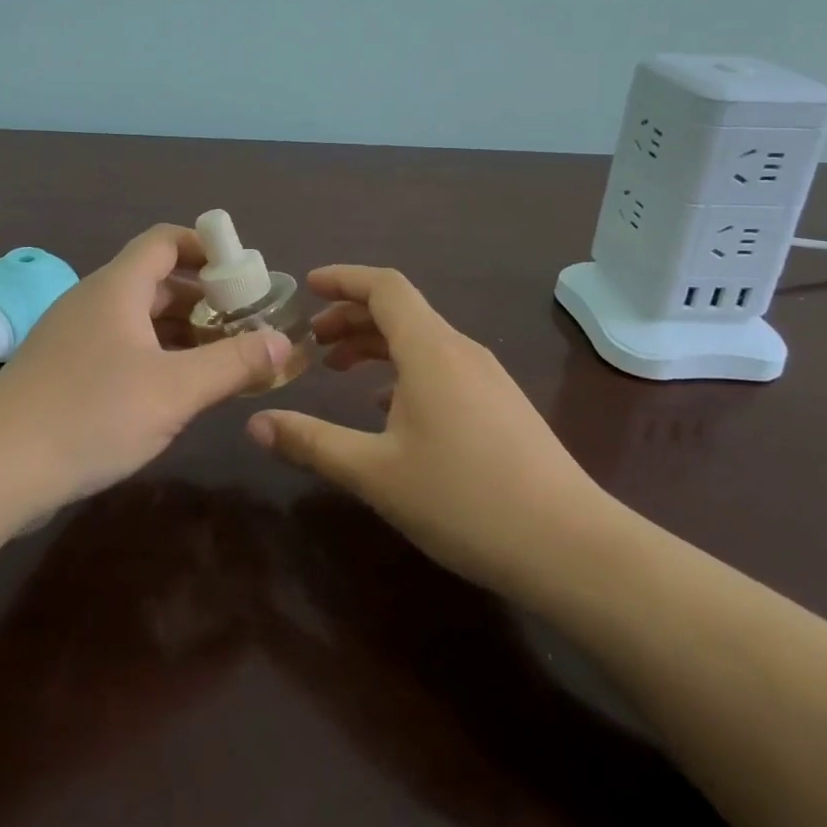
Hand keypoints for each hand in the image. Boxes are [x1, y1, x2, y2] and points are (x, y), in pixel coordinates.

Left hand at [0, 224, 292, 504]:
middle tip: (246, 327)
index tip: (244, 275)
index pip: (165, 240)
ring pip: (139, 318)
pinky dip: (155, 356)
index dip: (206, 248)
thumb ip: (233, 363)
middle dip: (204, 299)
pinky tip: (175, 391)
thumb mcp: (174, 390)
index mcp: (118, 287)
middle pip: (156, 281)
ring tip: (223, 361)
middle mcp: (94, 301)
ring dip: (182, 333)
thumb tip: (284, 341)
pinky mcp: (64, 370)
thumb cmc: (90, 414)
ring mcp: (74, 336)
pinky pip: (121, 347)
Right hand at [246, 264, 619, 595]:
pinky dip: (403, 371)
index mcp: (430, 349)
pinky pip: (441, 367)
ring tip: (339, 370)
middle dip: (350, 318)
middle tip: (311, 342)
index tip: (308, 287)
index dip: (343, 279)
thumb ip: (312, 442)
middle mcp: (460, 350)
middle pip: (400, 312)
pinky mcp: (501, 406)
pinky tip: (387, 409)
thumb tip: (255, 423)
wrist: (571, 547)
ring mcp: (486, 378)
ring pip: (421, 341)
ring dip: (376, 346)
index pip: (383, 287)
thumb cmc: (464, 499)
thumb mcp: (375, 472)